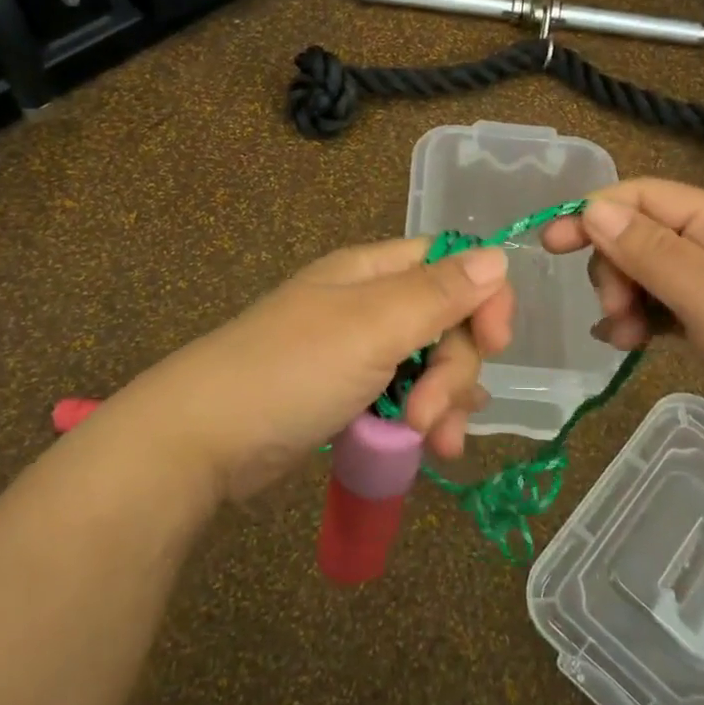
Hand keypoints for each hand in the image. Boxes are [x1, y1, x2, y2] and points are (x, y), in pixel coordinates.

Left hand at [129, 237, 514, 501]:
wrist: (204, 439)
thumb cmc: (291, 370)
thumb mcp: (372, 326)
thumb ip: (439, 293)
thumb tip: (499, 255)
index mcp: (373, 272)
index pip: (451, 264)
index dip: (483, 298)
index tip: (496, 343)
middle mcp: (371, 304)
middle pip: (447, 323)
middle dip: (454, 371)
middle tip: (430, 414)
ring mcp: (359, 353)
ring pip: (431, 367)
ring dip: (443, 404)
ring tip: (432, 444)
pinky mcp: (350, 396)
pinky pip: (405, 399)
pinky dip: (421, 422)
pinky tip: (429, 449)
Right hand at [541, 179, 703, 476]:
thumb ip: (651, 251)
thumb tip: (592, 207)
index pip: (642, 196)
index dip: (592, 214)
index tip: (550, 247)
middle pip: (640, 234)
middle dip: (613, 268)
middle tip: (615, 314)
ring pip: (649, 274)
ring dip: (625, 299)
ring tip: (624, 340)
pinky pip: (666, 307)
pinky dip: (642, 321)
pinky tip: (630, 346)